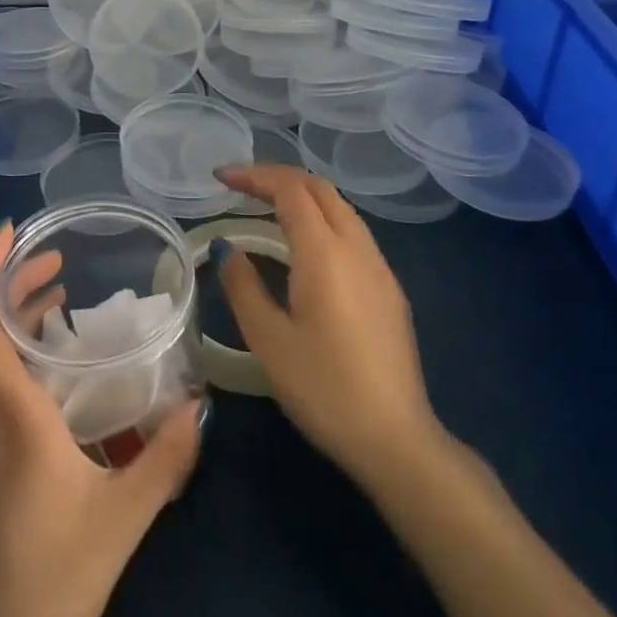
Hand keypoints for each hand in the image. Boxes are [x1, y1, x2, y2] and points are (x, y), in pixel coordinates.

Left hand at [0, 220, 200, 616]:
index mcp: (7, 416)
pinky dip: (14, 361)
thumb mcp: (123, 519)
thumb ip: (166, 457)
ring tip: (60, 304)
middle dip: (10, 284)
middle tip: (56, 261)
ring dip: (14, 323)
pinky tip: (55, 380)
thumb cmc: (51, 584)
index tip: (9, 231)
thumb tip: (199, 406)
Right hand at [214, 164, 449, 491]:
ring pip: (341, 209)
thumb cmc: (324, 389)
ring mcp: (380, 269)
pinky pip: (353, 234)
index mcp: (326, 254)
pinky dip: (321, 220)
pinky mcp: (390, 290)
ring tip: (265, 210)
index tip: (220, 178)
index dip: (254, 175)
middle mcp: (358, 249)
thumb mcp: (268, 340)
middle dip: (278, 178)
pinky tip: (302, 248)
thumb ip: (243, 286)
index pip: (291, 189)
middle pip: (320, 189)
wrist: (396, 440)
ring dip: (303, 197)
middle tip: (240, 188)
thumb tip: (227, 248)